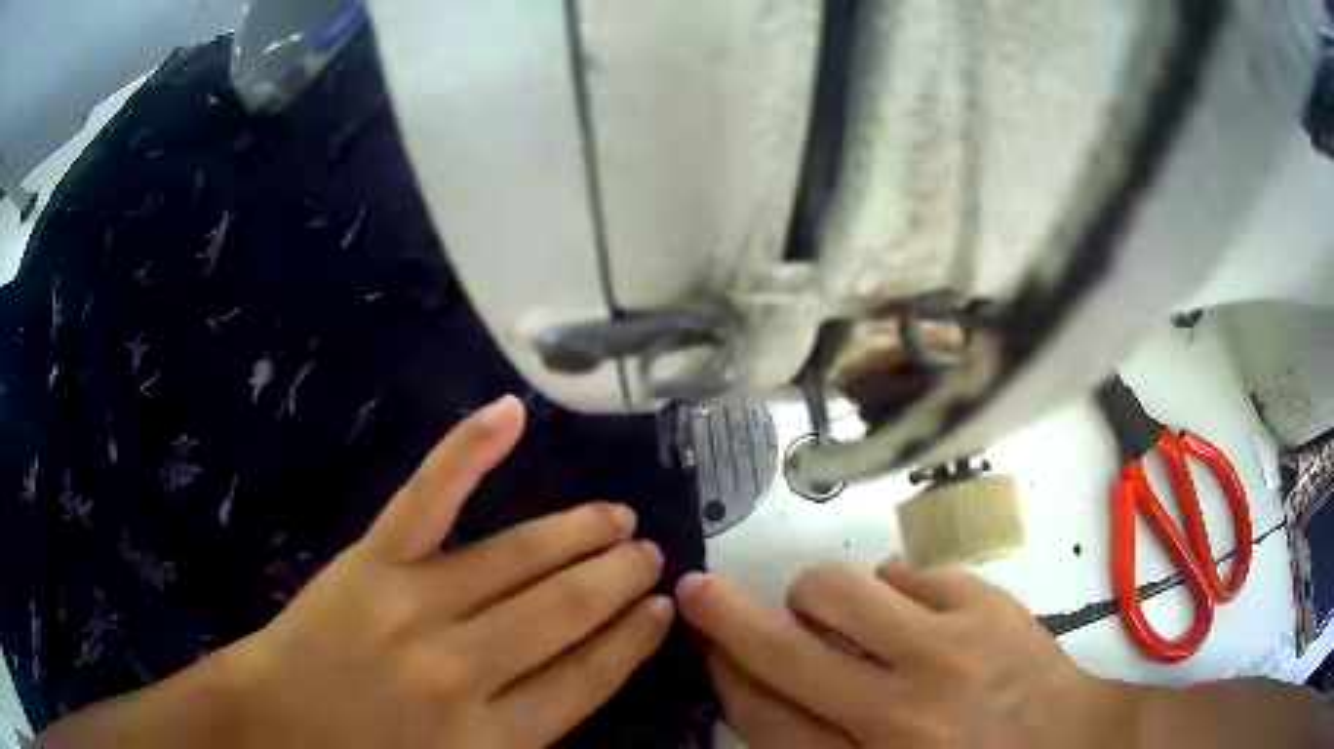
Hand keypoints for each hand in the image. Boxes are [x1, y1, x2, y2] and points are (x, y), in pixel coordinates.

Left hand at [228, 395, 672, 746]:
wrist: (275, 723)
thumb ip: (527, 732)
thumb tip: (588, 676)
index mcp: (493, 738)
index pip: (588, 677)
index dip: (633, 641)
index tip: (663, 611)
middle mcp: (465, 669)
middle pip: (564, 613)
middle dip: (618, 580)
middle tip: (651, 554)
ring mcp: (415, 605)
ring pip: (518, 559)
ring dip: (577, 534)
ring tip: (617, 517)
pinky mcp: (372, 561)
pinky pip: (429, 498)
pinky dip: (469, 451)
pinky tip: (510, 413)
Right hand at [677, 559, 1141, 747]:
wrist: (1069, 743)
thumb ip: (818, 744)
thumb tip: (761, 688)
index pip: (765, 718)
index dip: (726, 675)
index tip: (709, 648)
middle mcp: (900, 710)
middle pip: (786, 652)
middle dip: (727, 616)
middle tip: (702, 591)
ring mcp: (950, 648)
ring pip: (841, 591)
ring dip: (816, 594)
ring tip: (828, 609)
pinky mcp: (988, 605)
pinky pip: (906, 572)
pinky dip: (890, 587)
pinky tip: (907, 611)